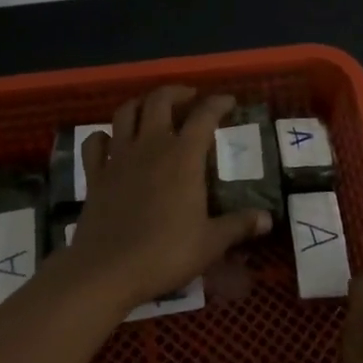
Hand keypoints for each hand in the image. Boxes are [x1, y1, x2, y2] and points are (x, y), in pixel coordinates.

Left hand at [60, 86, 269, 308]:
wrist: (107, 270)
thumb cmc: (165, 254)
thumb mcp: (210, 243)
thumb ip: (238, 225)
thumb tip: (267, 219)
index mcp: (183, 157)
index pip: (204, 116)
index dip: (218, 103)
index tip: (229, 101)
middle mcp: (150, 146)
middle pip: (159, 101)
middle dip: (176, 92)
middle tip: (189, 98)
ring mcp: (118, 158)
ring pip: (125, 113)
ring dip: (140, 104)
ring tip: (152, 110)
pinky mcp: (95, 175)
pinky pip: (94, 143)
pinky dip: (103, 136)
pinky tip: (110, 141)